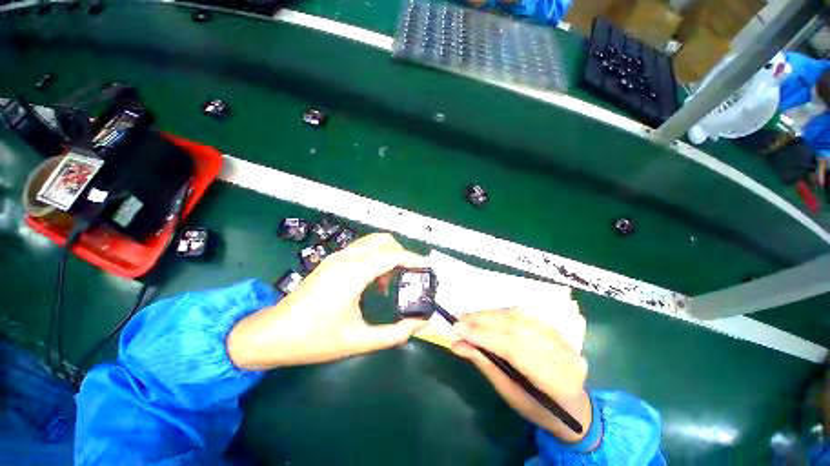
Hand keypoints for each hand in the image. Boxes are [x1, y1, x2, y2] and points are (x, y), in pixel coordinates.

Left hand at [227, 233, 428, 369]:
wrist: (272, 335)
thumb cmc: (314, 339)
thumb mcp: (358, 341)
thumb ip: (394, 334)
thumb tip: (419, 324)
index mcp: (353, 273)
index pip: (391, 255)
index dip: (413, 259)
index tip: (427, 267)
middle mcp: (345, 258)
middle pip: (383, 240)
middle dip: (401, 253)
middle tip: (410, 274)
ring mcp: (336, 257)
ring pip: (371, 243)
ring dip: (387, 255)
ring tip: (393, 282)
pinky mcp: (331, 261)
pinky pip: (361, 250)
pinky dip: (375, 259)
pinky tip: (374, 283)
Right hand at [450, 309, 592, 442]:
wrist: (573, 405)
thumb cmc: (538, 408)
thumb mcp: (509, 393)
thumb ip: (484, 364)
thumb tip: (456, 344)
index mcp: (557, 381)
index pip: (515, 350)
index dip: (484, 336)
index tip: (457, 328)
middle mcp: (563, 353)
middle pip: (516, 329)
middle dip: (482, 321)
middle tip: (458, 318)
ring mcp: (561, 337)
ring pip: (518, 317)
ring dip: (488, 314)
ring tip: (467, 316)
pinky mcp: (554, 328)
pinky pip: (522, 314)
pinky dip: (499, 313)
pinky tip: (485, 315)